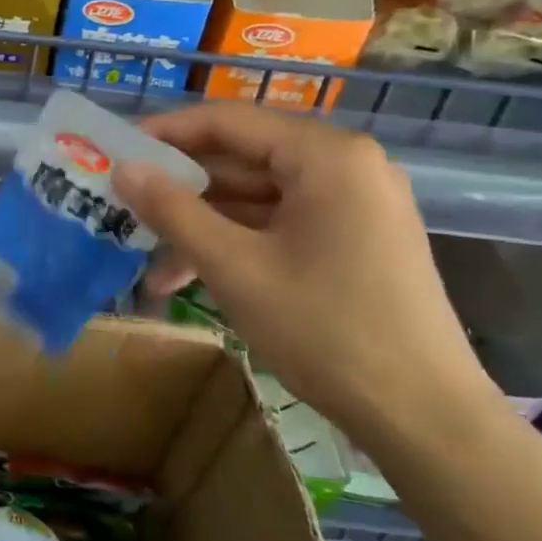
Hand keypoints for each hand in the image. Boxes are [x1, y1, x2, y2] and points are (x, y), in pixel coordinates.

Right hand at [114, 103, 502, 446]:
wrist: (425, 419)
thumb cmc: (325, 329)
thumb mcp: (234, 267)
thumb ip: (172, 210)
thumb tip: (121, 168)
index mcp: (326, 155)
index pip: (227, 121)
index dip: (166, 133)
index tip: (116, 153)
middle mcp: (345, 165)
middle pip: (242, 158)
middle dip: (181, 189)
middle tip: (125, 207)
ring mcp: (355, 204)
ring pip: (257, 196)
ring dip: (203, 224)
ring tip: (151, 260)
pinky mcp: (356, 239)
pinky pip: (280, 223)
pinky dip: (237, 243)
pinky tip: (192, 276)